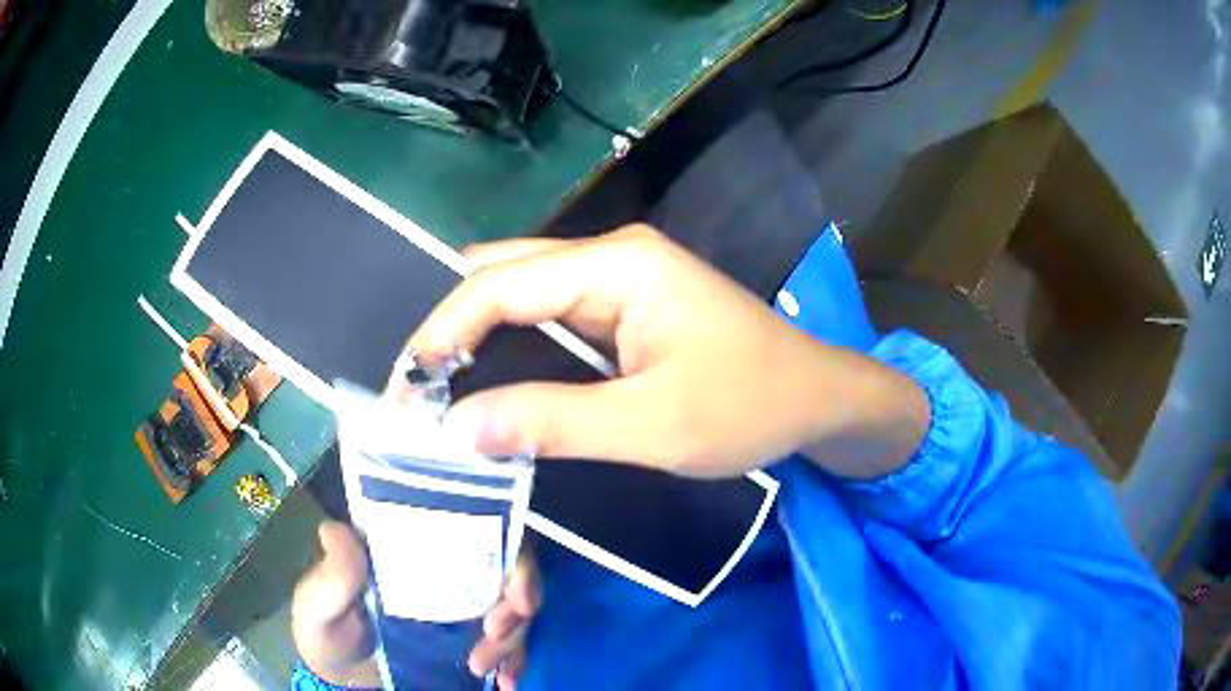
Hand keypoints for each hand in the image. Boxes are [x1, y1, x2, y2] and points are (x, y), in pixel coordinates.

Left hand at [291, 521, 540, 689]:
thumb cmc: (326, 631)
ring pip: (515, 609)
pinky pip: (509, 647)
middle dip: (518, 600)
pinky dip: (515, 663)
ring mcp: (462, 610)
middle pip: (507, 568)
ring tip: (485, 668)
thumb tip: (336, 529)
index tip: (515, 593)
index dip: (508, 550)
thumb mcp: (319, 602)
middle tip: (497, 633)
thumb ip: (333, 576)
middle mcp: (447, 573)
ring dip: (514, 638)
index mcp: (413, 550)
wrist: (341, 680)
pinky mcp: (470, 642)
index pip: (473, 529)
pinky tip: (506, 683)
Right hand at [410, 225, 928, 480]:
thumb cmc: (751, 407)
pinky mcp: (625, 307)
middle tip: (414, 388)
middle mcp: (611, 256)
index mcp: (619, 265)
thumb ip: (554, 423)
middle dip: (451, 327)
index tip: (405, 387)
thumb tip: (460, 429)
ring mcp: (619, 279)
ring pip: (521, 294)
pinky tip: (490, 382)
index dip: (442, 332)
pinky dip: (511, 348)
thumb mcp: (654, 425)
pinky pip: (549, 317)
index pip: (500, 284)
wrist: (817, 399)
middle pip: (504, 275)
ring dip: (477, 338)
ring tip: (437, 389)